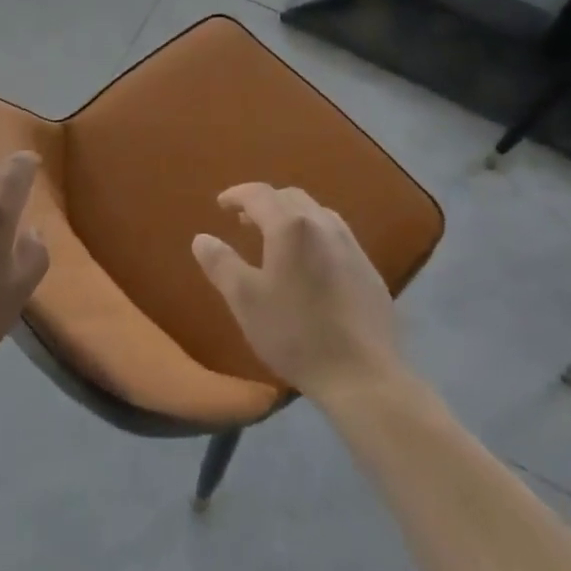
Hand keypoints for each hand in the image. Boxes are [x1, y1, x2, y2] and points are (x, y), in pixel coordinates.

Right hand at [192, 183, 400, 399]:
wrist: (363, 377)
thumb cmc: (296, 334)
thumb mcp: (245, 301)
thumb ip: (221, 264)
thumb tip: (201, 238)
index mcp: (290, 226)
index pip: (259, 194)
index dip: (237, 195)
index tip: (221, 204)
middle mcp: (322, 224)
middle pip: (290, 197)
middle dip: (265, 202)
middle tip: (246, 221)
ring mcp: (351, 246)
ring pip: (316, 213)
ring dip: (292, 216)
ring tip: (278, 239)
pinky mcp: (369, 269)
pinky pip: (336, 236)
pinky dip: (315, 235)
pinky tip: (312, 264)